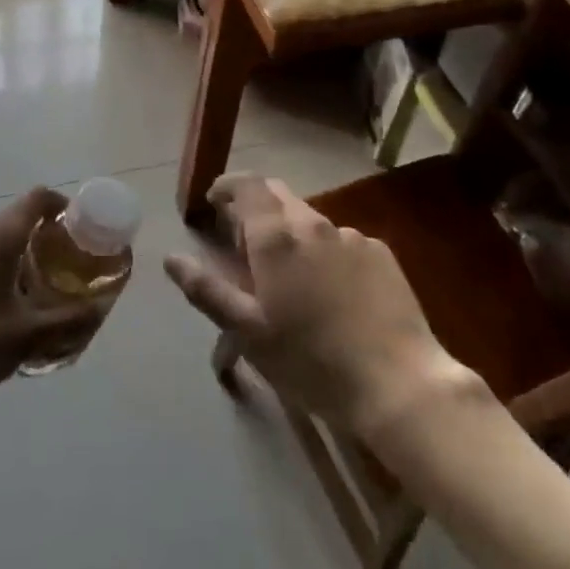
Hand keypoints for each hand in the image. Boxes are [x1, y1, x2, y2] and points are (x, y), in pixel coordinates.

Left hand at [0, 187, 105, 437]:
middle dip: (46, 243)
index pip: (38, 198)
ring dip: (19, 264)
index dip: (65, 206)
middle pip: (17, 222)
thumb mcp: (23, 339)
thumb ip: (68, 322)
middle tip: (66, 275)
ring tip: (34, 305)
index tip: (82, 232)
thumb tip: (100, 309)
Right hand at [164, 176, 479, 436]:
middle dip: (257, 206)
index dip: (228, 186)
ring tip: (290, 276)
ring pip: (311, 220)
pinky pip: (342, 242)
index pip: (248, 186)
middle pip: (279, 195)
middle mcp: (313, 223)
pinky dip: (325, 253)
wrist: (398, 383)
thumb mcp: (249, 333)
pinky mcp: (381, 253)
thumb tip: (171, 257)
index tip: (215, 202)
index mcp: (277, 237)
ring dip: (292, 233)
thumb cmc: (312, 361)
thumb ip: (207, 290)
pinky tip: (332, 293)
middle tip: (244, 239)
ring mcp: (351, 236)